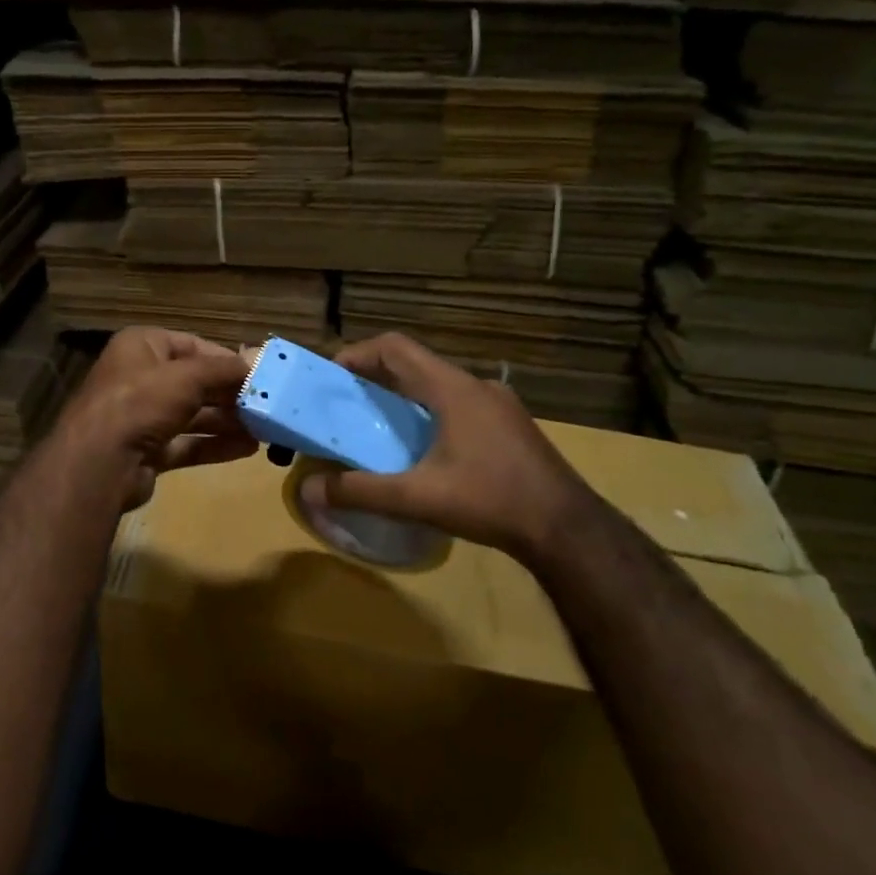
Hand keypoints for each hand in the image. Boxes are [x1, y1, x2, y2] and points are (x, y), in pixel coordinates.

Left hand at [51, 327, 255, 510]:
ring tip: (264, 430)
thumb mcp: (188, 377)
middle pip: (194, 383)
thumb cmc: (141, 402)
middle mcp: (139, 377)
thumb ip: (224, 370)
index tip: (258, 373)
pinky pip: (187, 443)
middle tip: (267, 405)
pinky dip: (214, 445)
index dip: (225, 359)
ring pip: (193, 415)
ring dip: (227, 422)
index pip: (191, 346)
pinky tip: (247, 450)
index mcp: (141, 347)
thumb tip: (256, 362)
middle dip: (230, 395)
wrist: (100, 463)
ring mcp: (142, 417)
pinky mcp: (147, 451)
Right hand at [299, 333, 591, 563]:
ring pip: (439, 387)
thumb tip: (309, 491)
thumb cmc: (490, 500)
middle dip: (374, 379)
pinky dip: (430, 415)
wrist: (566, 527)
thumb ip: (359, 492)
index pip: (394, 347)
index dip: (356, 354)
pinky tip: (424, 453)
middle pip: (415, 365)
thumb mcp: (417, 498)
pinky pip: (459, 406)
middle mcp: (476, 386)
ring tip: (378, 429)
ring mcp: (499, 406)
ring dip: (404, 398)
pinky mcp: (511, 427)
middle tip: (345, 407)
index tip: (330, 378)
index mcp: (451, 388)